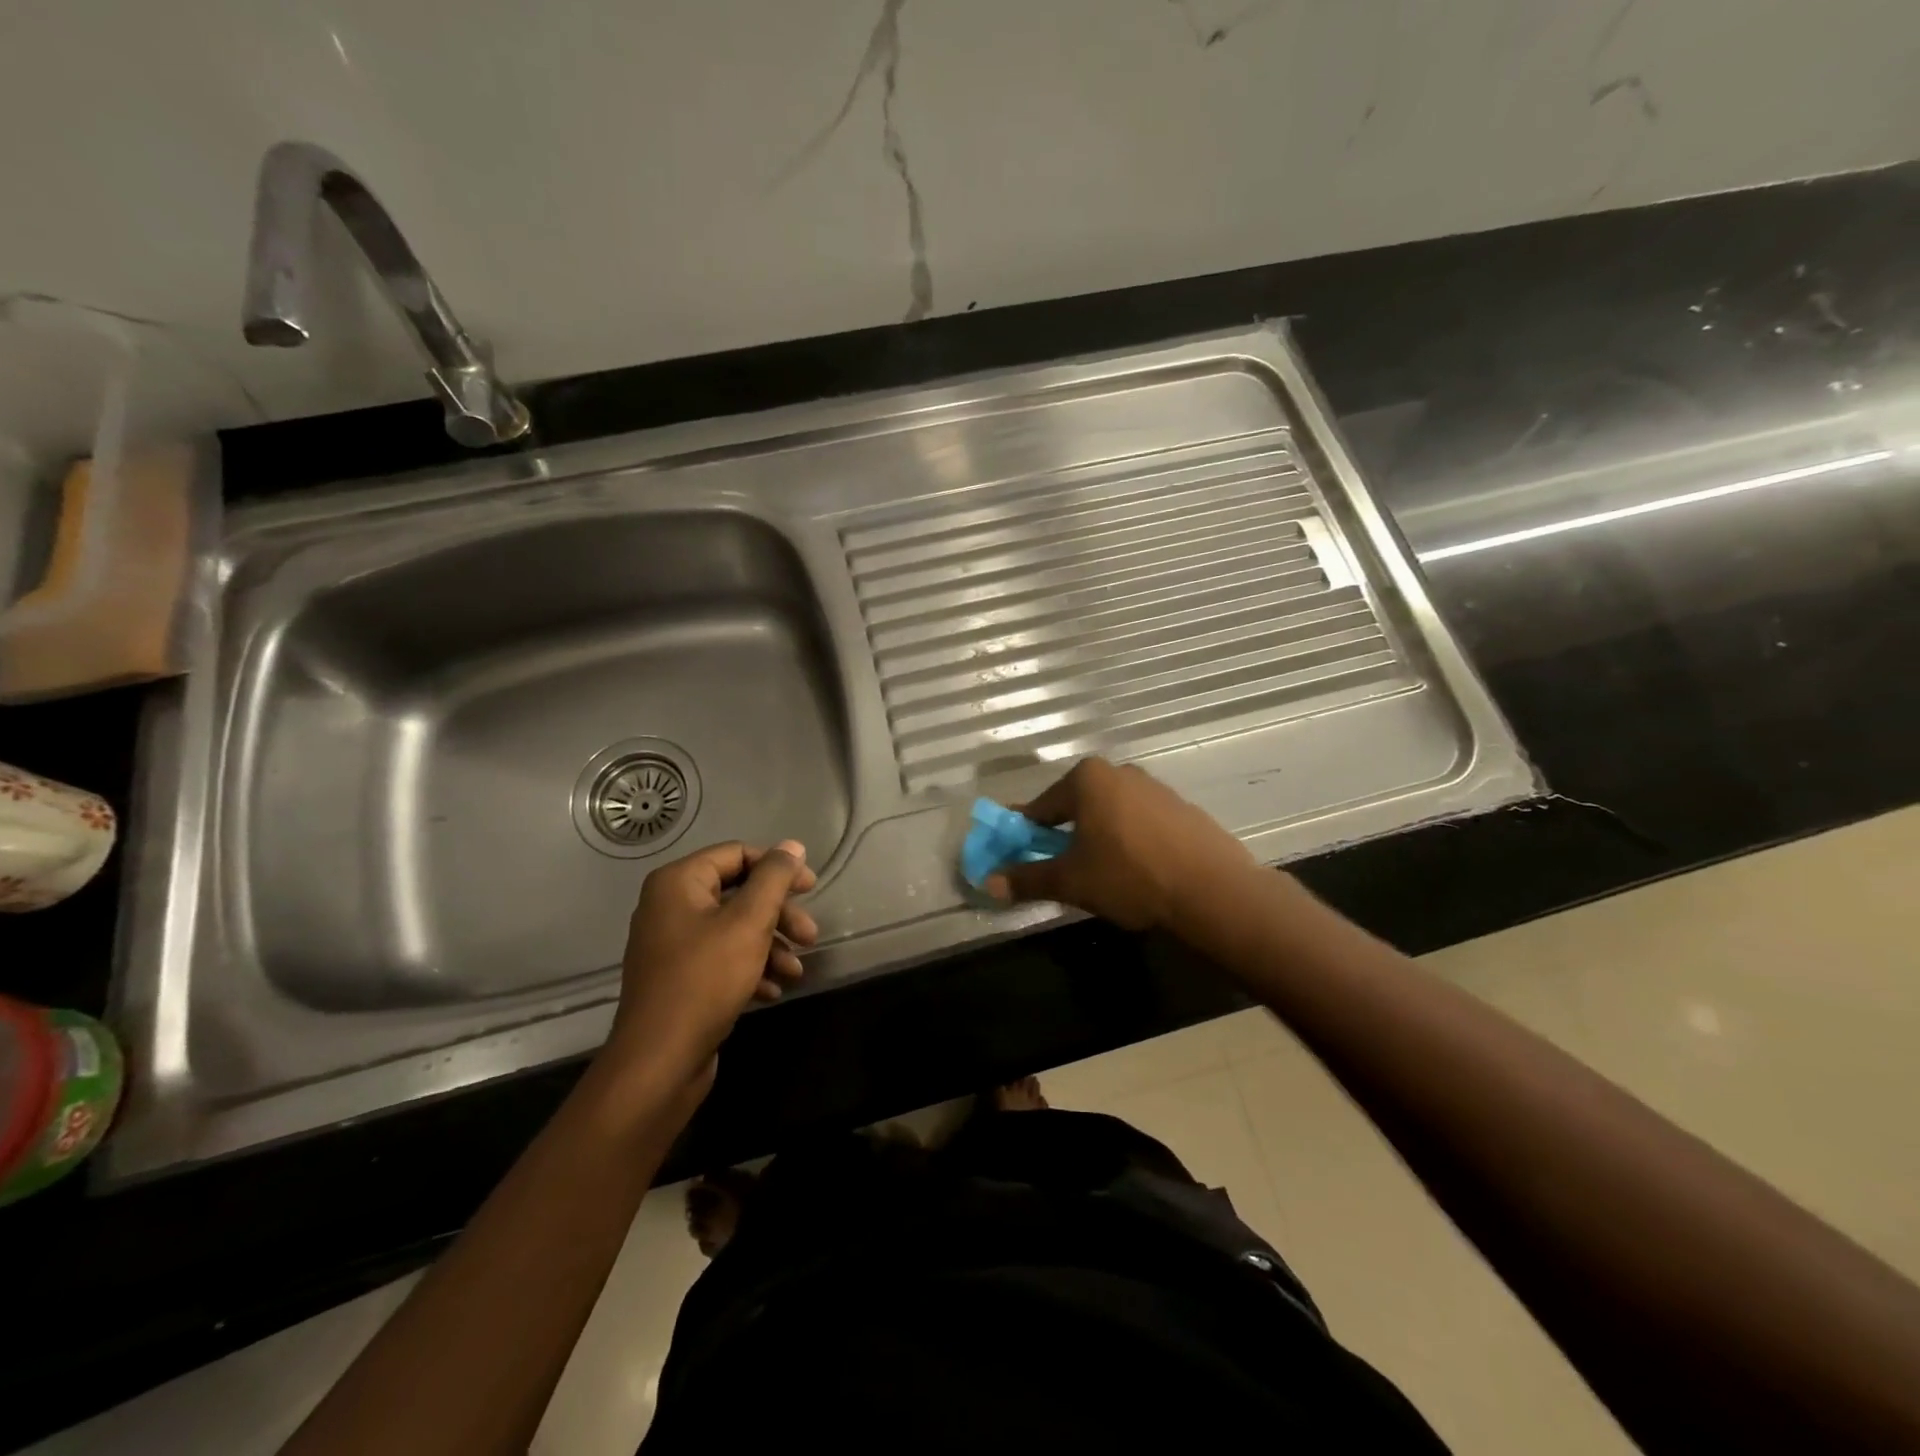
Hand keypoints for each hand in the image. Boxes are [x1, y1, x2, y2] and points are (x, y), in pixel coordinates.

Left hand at [604, 839, 817, 1096]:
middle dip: (779, 915)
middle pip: (738, 894)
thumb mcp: (749, 921)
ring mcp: (672, 945)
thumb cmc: (706, 979)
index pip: (737, 855)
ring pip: (734, 929)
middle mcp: (670, 906)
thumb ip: (774, 878)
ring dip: (771, 945)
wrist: (659, 1061)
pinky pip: (722, 959)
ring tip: (796, 971)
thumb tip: (792, 846)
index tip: (811, 889)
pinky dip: (750, 968)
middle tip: (810, 936)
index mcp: (678, 882)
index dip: (778, 868)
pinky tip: (773, 990)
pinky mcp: (679, 979)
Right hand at [984, 757, 1258, 933]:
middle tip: (1062, 868)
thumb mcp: (1071, 881)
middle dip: (1064, 834)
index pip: (1041, 806)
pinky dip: (1130, 840)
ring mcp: (1155, 788)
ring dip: (1098, 836)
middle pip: (1077, 805)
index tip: (1019, 855)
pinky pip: (1141, 822)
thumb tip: (990, 882)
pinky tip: (1137, 870)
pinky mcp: (1182, 808)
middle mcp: (1120, 772)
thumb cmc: (1129, 876)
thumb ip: (1028, 878)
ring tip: (1101, 873)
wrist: (1212, 890)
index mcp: (1087, 779)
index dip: (1026, 833)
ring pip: (1110, 813)